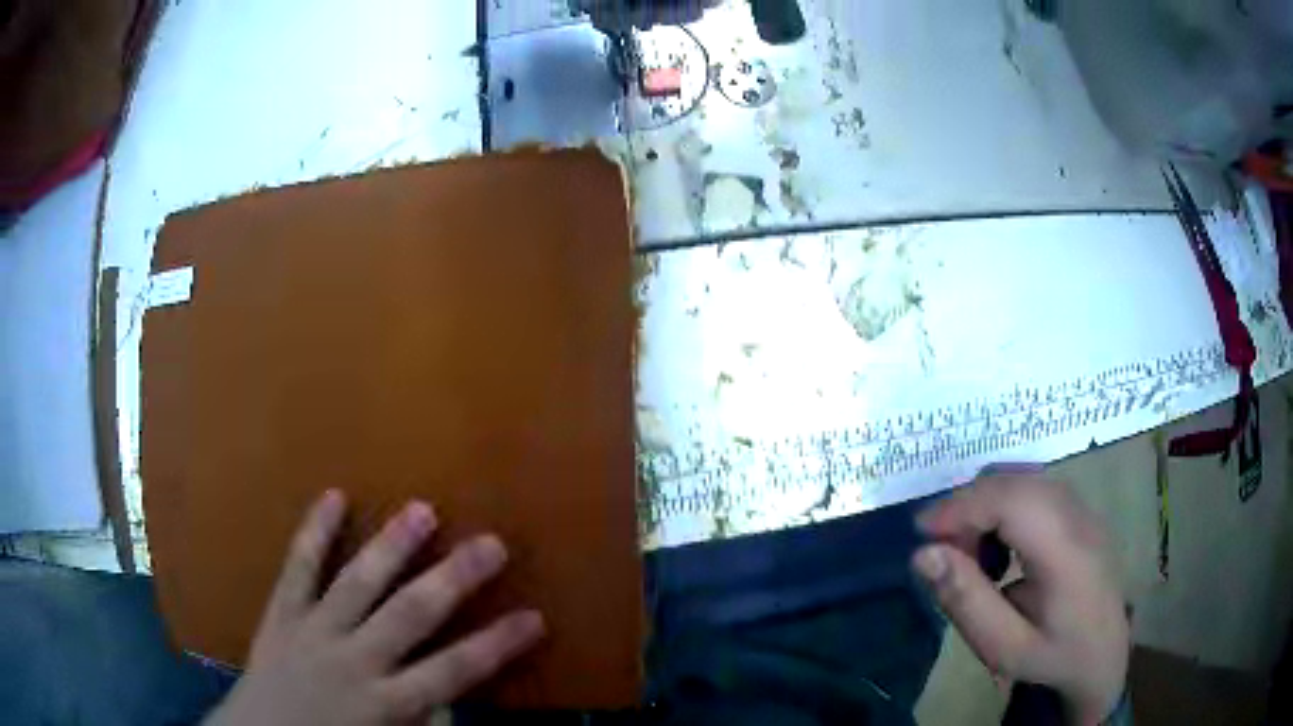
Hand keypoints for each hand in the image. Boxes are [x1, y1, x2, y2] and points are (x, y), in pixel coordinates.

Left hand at [204, 490, 544, 725]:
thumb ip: (424, 721)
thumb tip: (454, 698)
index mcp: (386, 703)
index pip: (454, 671)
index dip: (497, 645)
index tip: (535, 617)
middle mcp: (354, 661)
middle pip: (411, 615)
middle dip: (455, 579)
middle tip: (491, 543)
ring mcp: (313, 631)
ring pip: (357, 583)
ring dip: (391, 546)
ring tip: (422, 509)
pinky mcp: (281, 613)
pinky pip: (297, 568)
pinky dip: (313, 533)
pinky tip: (331, 496)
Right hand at [912, 474, 1128, 725]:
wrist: (1105, 654)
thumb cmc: (1055, 656)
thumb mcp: (1004, 648)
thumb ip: (966, 601)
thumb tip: (924, 554)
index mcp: (1065, 552)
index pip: (1011, 500)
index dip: (960, 505)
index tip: (921, 533)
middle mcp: (1078, 516)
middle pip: (1014, 480)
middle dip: (967, 505)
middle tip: (943, 552)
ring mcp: (1082, 508)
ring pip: (1022, 479)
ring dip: (985, 506)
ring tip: (972, 557)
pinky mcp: (1079, 510)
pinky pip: (1033, 488)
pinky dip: (1002, 507)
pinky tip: (1000, 550)